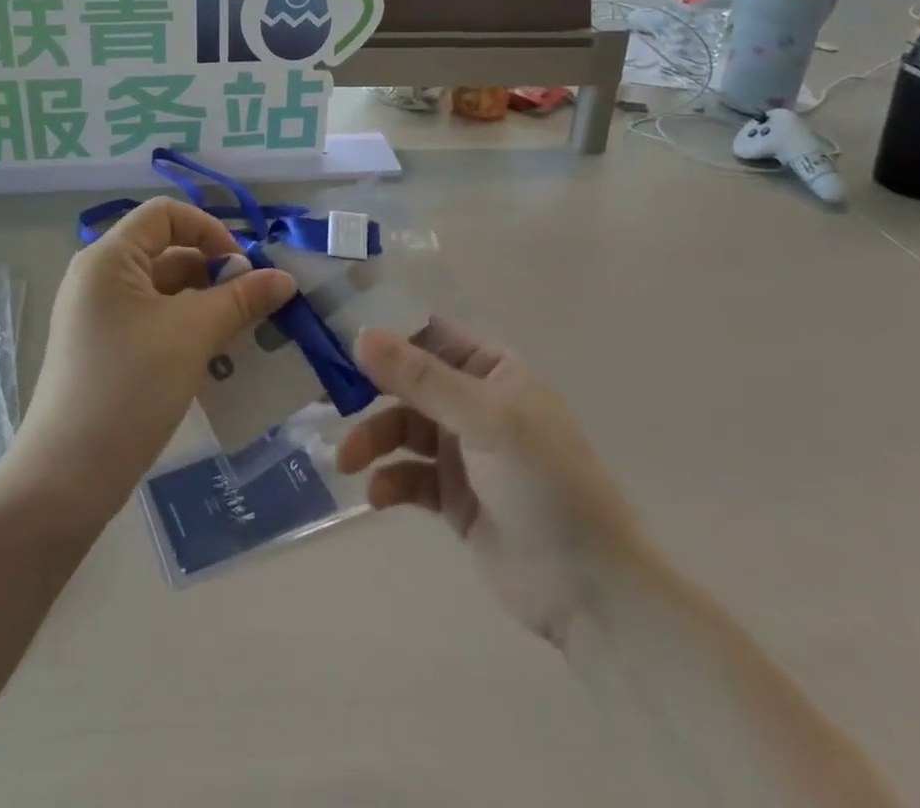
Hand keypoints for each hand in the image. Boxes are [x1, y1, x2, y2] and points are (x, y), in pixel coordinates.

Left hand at [10, 197, 296, 524]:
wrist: (66, 478)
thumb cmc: (129, 388)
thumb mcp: (193, 335)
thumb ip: (241, 299)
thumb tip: (284, 278)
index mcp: (109, 258)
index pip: (166, 214)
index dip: (209, 230)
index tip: (242, 269)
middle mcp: (99, 277)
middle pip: (167, 252)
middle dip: (215, 273)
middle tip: (255, 307)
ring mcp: (99, 316)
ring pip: (164, 292)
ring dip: (206, 305)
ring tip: (243, 335)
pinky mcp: (104, 350)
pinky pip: (153, 322)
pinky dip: (186, 329)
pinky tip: (215, 359)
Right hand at [336, 320, 646, 648]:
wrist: (590, 589)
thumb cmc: (545, 482)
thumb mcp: (485, 419)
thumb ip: (421, 378)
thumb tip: (361, 334)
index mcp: (493, 370)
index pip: (431, 334)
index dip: (388, 331)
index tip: (337, 330)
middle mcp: (475, 403)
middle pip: (409, 382)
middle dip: (371, 391)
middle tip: (328, 398)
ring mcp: (464, 452)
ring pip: (403, 429)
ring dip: (373, 440)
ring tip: (348, 461)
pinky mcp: (453, 497)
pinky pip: (410, 476)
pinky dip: (390, 481)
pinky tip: (378, 495)